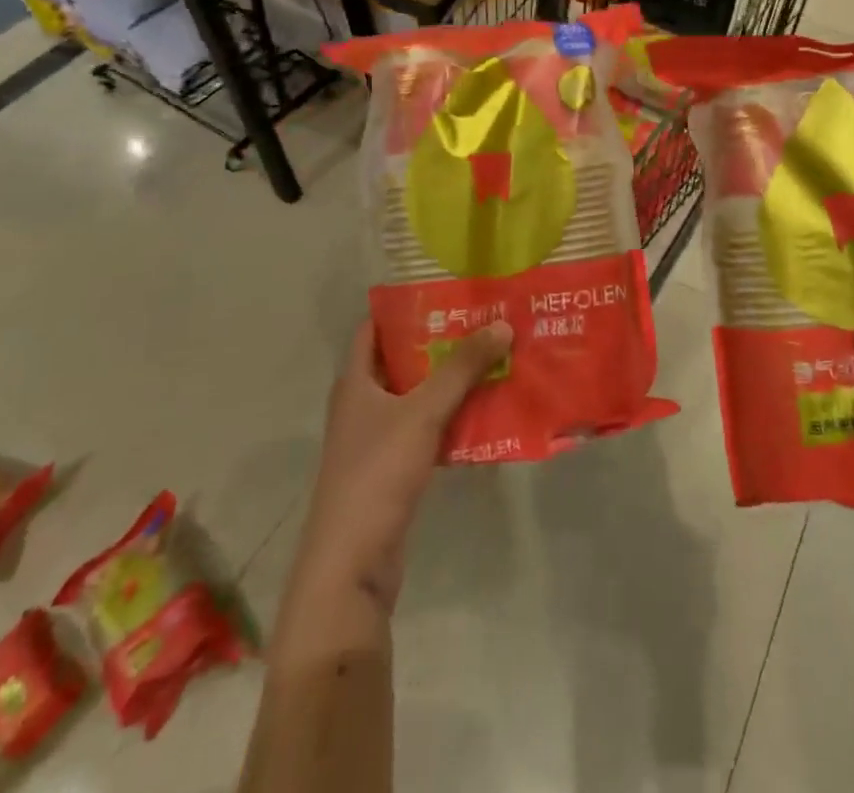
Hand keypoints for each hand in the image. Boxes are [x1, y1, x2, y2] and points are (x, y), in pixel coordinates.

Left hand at [290, 319, 512, 613]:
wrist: (351, 563)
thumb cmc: (377, 472)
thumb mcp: (423, 412)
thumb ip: (462, 368)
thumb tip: (502, 324)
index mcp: (355, 382)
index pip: (375, 328)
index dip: (405, 306)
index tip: (445, 290)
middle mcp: (361, 404)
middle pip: (402, 360)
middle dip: (439, 341)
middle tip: (482, 320)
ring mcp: (376, 439)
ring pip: (417, 396)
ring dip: (449, 380)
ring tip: (492, 356)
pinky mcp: (393, 469)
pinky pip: (426, 428)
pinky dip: (451, 416)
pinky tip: (485, 409)